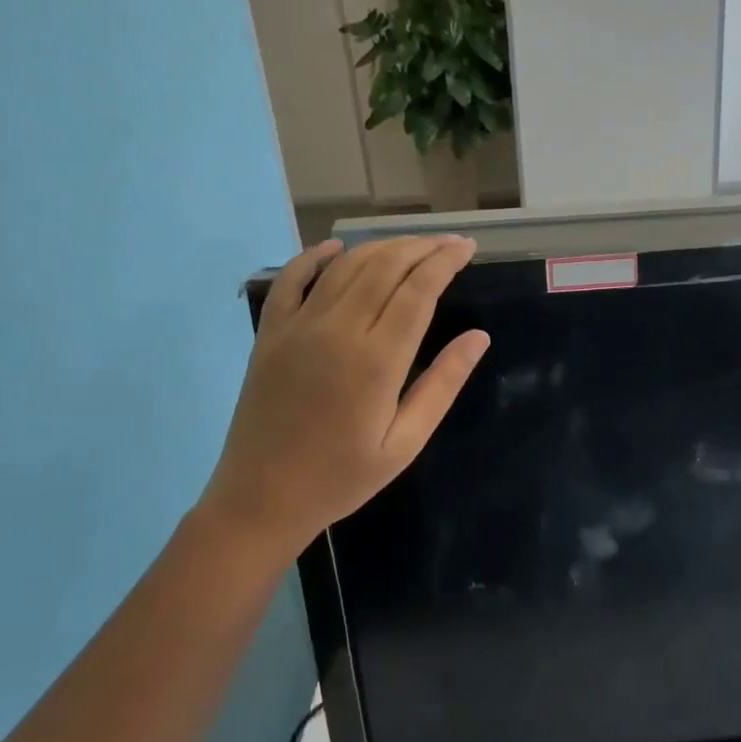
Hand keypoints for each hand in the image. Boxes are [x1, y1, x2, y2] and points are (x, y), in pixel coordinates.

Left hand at [193, 235, 488, 564]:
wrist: (261, 499)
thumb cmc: (342, 477)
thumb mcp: (405, 442)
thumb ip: (442, 385)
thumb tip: (479, 337)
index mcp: (377, 360)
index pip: (418, 290)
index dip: (445, 262)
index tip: (467, 247)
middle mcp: (337, 330)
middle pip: (385, 267)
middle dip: (421, 247)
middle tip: (448, 242)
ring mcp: (298, 327)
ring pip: (345, 267)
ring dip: (381, 247)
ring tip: (411, 245)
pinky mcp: (270, 333)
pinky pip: (291, 280)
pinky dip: (314, 257)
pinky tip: (336, 247)